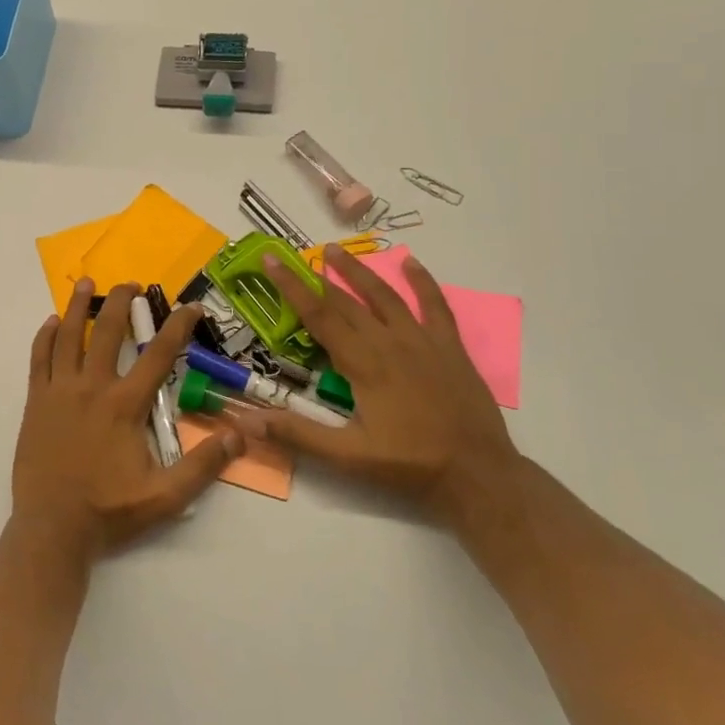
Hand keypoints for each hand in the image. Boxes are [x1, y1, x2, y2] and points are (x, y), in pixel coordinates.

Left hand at [13, 278, 244, 563]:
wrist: (51, 529)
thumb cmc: (109, 512)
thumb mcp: (166, 497)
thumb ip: (203, 464)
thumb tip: (241, 434)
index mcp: (124, 405)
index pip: (158, 355)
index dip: (178, 327)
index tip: (191, 307)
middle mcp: (91, 387)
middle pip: (106, 331)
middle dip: (121, 302)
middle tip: (132, 284)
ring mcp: (59, 391)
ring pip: (68, 336)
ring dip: (79, 307)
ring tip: (87, 283)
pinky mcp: (36, 402)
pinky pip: (39, 358)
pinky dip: (45, 337)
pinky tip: (52, 322)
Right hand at [253, 246, 520, 526]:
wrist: (477, 474)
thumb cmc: (408, 464)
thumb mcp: (347, 456)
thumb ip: (297, 434)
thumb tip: (247, 422)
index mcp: (362, 363)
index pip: (318, 316)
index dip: (291, 287)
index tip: (272, 260)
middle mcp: (388, 342)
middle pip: (345, 302)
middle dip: (316, 277)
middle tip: (293, 255)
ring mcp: (422, 340)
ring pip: (384, 296)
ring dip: (358, 272)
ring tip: (335, 250)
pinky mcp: (449, 347)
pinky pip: (435, 306)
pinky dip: (423, 282)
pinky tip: (411, 263)